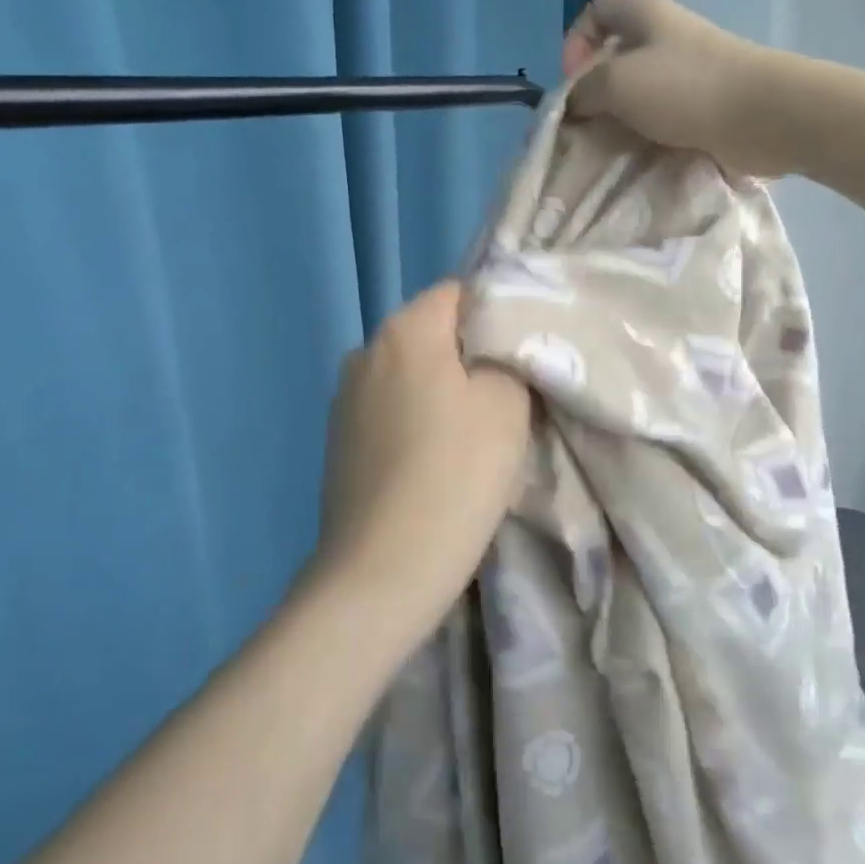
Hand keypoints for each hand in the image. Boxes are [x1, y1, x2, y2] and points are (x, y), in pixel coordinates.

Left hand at [314, 282, 532, 635]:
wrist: (381, 571)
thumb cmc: (454, 476)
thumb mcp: (507, 404)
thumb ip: (509, 354)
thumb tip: (496, 343)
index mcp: (404, 329)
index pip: (459, 292)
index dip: (499, 314)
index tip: (525, 355)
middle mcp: (365, 350)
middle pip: (433, 333)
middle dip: (472, 355)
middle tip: (511, 396)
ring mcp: (345, 397)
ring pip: (412, 373)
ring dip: (444, 391)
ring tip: (475, 434)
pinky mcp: (339, 439)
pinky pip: (390, 409)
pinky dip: (417, 420)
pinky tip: (436, 461)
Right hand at [563, 0, 789, 176]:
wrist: (763, 116)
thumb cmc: (684, 87)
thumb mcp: (616, 82)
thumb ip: (583, 90)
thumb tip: (574, 103)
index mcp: (646, 14)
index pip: (598, 10)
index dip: (576, 41)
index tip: (572, 80)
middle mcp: (668, 36)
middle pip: (617, 54)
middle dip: (596, 88)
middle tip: (587, 121)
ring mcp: (691, 71)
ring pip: (641, 89)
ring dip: (622, 116)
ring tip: (612, 143)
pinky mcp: (707, 104)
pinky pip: (665, 114)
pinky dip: (649, 132)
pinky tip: (642, 152)